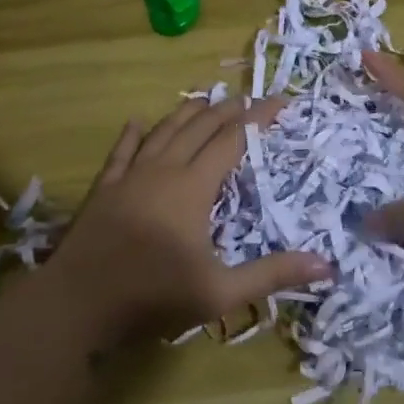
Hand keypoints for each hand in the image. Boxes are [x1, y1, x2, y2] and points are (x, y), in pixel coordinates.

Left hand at [42, 93, 328, 347]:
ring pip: (162, 131)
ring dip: (186, 114)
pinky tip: (137, 121)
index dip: (257, 119)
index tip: (279, 102)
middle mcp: (163, 170)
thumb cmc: (152, 295)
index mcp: (193, 187)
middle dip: (227, 110)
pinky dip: (133, 134)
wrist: (75, 304)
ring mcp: (129, 177)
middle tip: (249, 100)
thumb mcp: (220, 292)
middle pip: (199, 128)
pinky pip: (121, 152)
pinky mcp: (104, 190)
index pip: (232, 140)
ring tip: (205, 100)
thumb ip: (272, 274)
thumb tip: (327, 266)